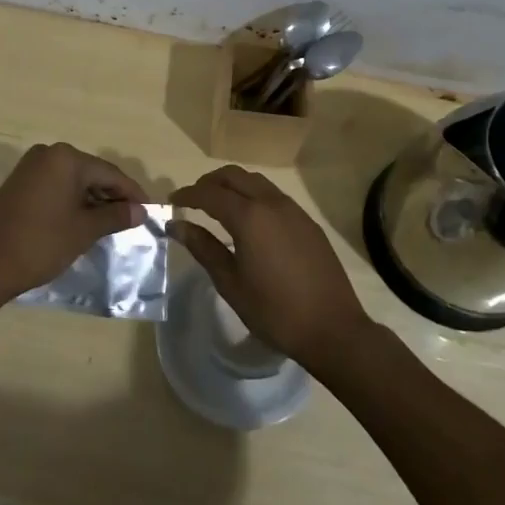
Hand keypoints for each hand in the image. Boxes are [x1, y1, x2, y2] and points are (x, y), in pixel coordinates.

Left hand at [0, 143, 146, 302]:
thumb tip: (140, 211)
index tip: (150, 211)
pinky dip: (73, 200)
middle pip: (91, 173)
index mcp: (66, 158)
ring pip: (73, 180)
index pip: (110, 173)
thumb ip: (115, 216)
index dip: (132, 193)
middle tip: (133, 219)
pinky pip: (56, 186)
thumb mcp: (84, 230)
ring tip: (112, 223)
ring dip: (93, 199)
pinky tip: (84, 220)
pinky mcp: (20, 183)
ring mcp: (31, 167)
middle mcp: (48, 154)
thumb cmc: (41, 244)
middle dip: (113, 196)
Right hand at [169, 165, 374, 374]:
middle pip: (234, 176)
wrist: (332, 328)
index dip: (188, 194)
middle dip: (210, 183)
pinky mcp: (307, 222)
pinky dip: (253, 196)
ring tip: (218, 206)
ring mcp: (294, 210)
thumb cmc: (274, 311)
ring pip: (256, 182)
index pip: (210, 194)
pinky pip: (274, 196)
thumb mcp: (231, 283)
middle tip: (193, 199)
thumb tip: (177, 225)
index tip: (171, 200)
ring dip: (233, 186)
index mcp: (249, 217)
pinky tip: (249, 220)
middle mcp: (272, 203)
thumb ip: (203, 248)